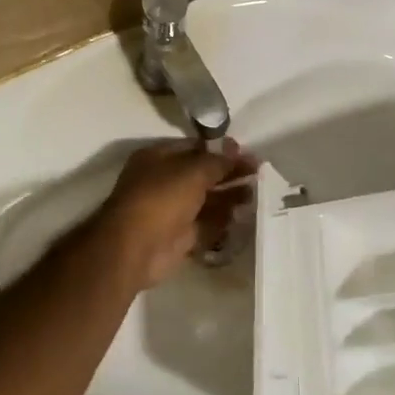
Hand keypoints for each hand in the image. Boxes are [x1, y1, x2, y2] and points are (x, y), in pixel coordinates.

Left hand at [89, 140, 255, 291]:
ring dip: (229, 196)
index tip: (246, 153)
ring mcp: (171, 210)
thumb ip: (216, 161)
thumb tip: (234, 147)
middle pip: (202, 174)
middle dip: (228, 173)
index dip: (220, 150)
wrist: (135, 248)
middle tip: (259, 172)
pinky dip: (222, 221)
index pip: (194, 148)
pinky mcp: (179, 236)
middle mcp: (164, 181)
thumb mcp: (191, 172)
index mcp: (159, 158)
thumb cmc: (160, 199)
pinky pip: (205, 224)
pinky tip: (244, 216)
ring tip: (257, 193)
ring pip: (205, 200)